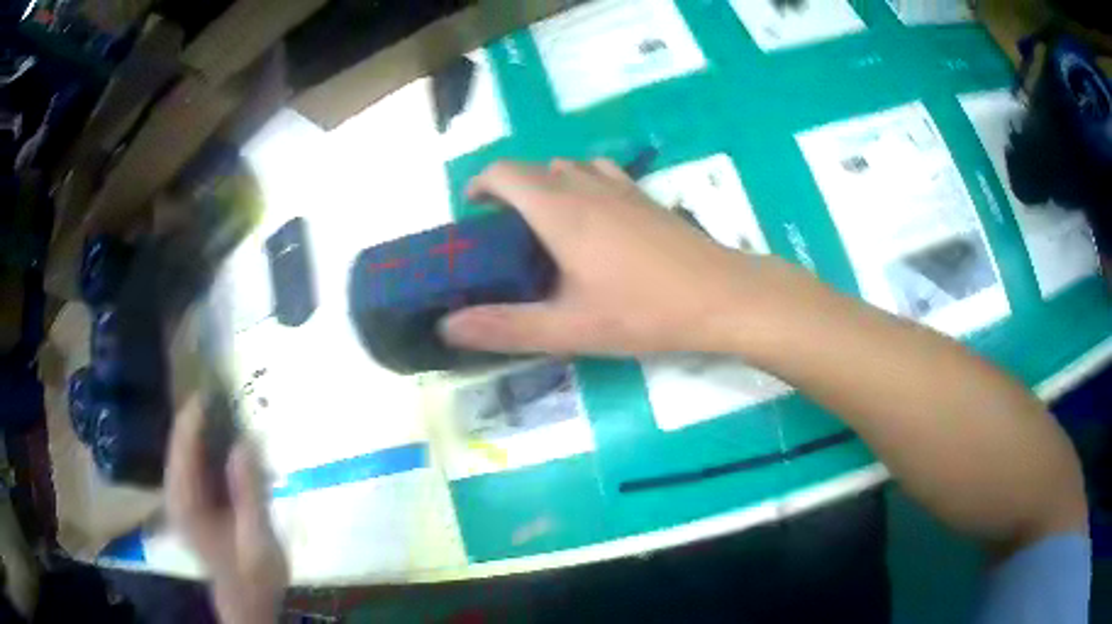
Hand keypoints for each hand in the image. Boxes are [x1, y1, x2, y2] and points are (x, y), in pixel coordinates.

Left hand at [166, 399, 287, 623]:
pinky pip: (194, 457)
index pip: (183, 442)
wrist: (246, 599)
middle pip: (181, 437)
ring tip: (229, 400)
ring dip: (205, 422)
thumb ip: (249, 494)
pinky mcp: (192, 496)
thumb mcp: (257, 540)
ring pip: (186, 444)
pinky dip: (209, 440)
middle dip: (200, 411)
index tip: (219, 383)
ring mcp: (182, 493)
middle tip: (228, 386)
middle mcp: (175, 491)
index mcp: (185, 501)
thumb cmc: (253, 575)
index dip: (197, 410)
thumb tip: (244, 442)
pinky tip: (227, 433)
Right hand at [440, 159, 784, 355]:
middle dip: (508, 190)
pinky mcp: (646, 196)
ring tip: (544, 225)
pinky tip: (594, 221)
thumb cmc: (644, 311)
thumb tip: (448, 327)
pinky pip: (600, 173)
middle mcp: (586, 184)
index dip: (479, 185)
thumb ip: (506, 327)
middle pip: (533, 168)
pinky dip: (581, 184)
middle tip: (503, 233)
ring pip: (568, 167)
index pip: (504, 173)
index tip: (470, 212)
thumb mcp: (569, 328)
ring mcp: (621, 186)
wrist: (720, 295)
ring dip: (546, 185)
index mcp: (559, 208)